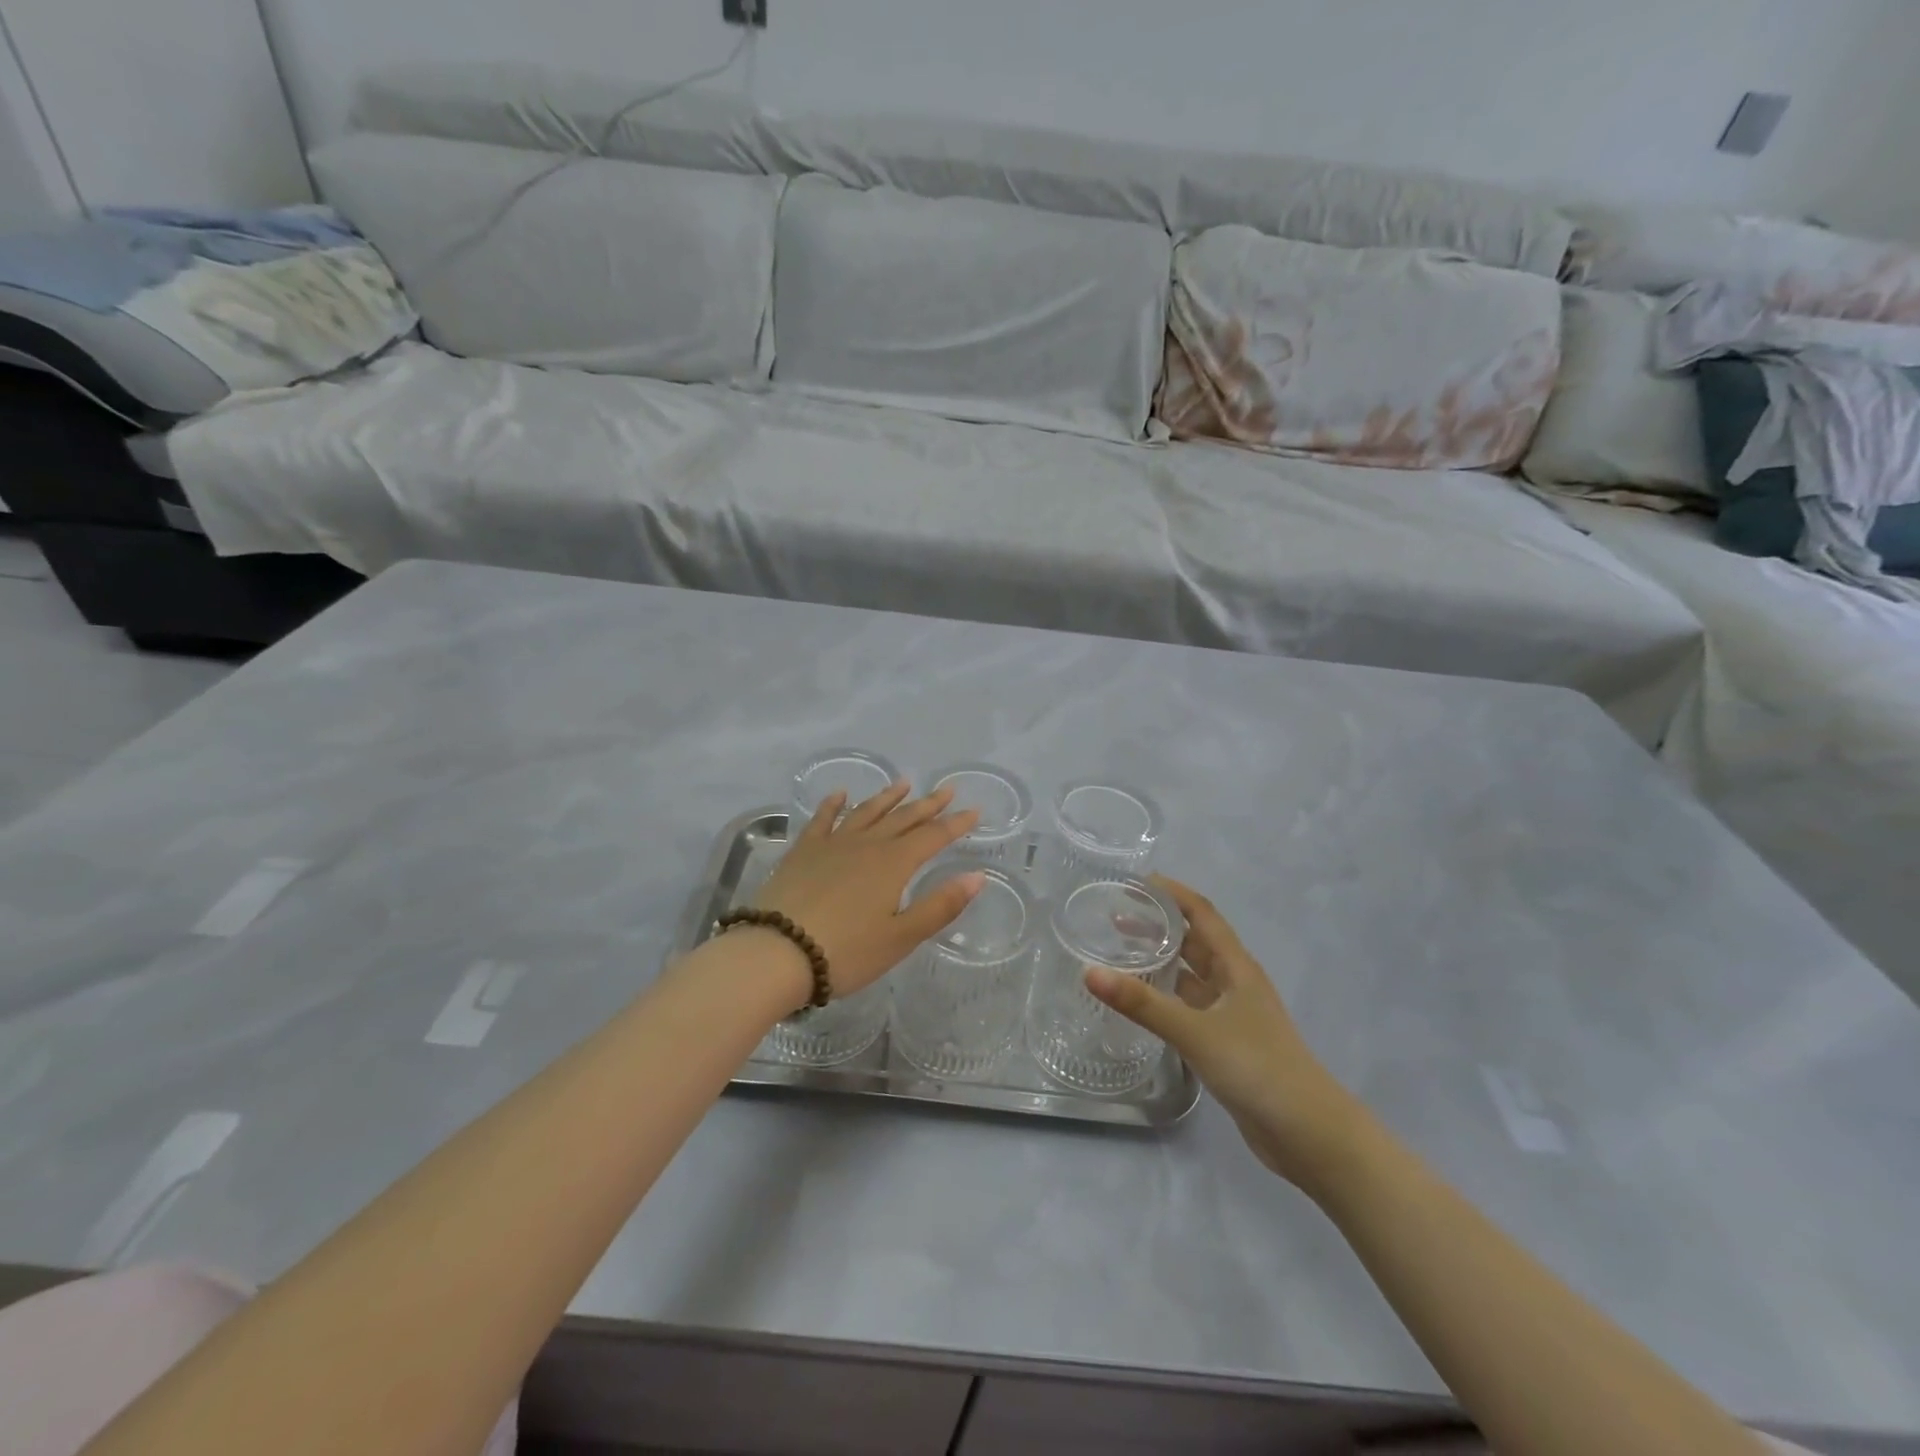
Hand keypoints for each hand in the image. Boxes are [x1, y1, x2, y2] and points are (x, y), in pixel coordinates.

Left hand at [752, 782, 983, 997]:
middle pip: (903, 818)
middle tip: (946, 790)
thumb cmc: (846, 952)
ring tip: (903, 783)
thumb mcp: (901, 937)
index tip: (973, 811)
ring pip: (866, 812)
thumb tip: (977, 876)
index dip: (955, 824)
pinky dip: (833, 804)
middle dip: (927, 804)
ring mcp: (832, 844)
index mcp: (894, 864)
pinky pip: (823, 819)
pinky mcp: (803, 851)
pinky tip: (840, 794)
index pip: (933, 836)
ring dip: (887, 797)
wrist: (777, 951)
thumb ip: (941, 905)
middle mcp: (866, 844)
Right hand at [1085, 875, 1367, 1188]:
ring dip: (1162, 961)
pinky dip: (1166, 998)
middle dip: (1160, 926)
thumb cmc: (1257, 1067)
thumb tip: (1090, 972)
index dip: (1173, 893)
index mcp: (1236, 967)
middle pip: (1195, 941)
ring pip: (1191, 976)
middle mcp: (1235, 983)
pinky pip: (1190, 1007)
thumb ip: (1142, 1004)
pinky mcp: (1227, 1043)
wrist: (1308, 1133)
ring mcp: (1232, 1014)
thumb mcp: (1195, 1031)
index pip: (1202, 914)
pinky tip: (1141, 1004)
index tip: (1136, 881)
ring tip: (1120, 954)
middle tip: (1116, 917)